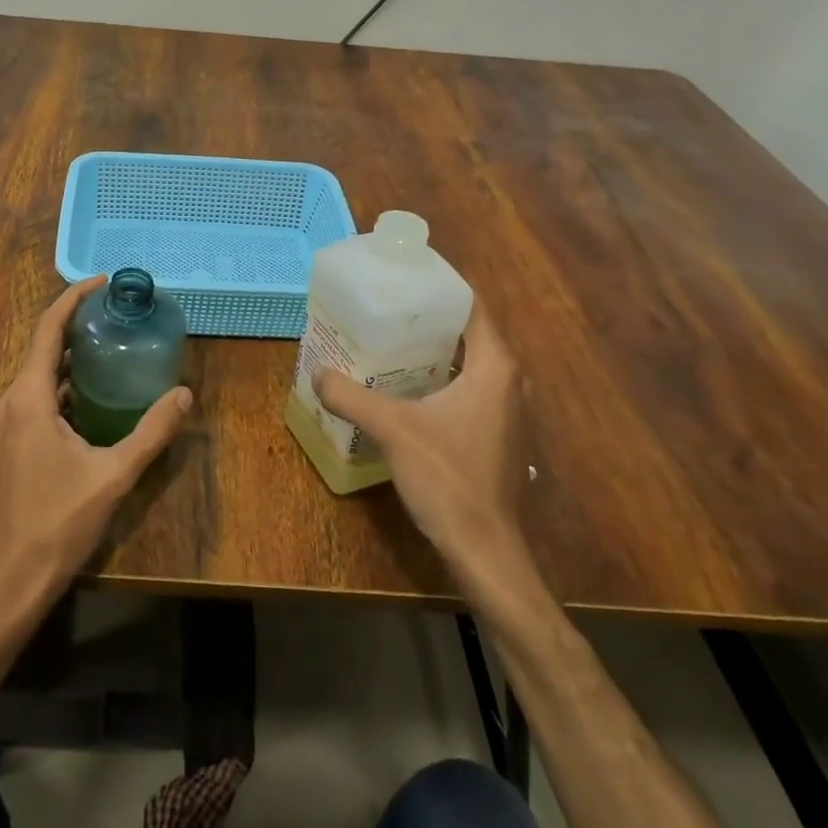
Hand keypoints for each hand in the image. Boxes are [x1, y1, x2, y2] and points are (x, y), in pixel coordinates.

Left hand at [0, 277, 191, 615]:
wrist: (12, 579)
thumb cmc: (58, 522)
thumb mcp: (113, 475)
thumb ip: (151, 432)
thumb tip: (185, 395)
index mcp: (29, 398)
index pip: (48, 329)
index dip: (73, 299)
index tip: (102, 282)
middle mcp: (11, 401)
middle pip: (43, 347)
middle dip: (77, 324)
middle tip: (118, 313)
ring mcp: (7, 424)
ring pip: (40, 374)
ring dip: (72, 356)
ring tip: (113, 344)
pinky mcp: (11, 443)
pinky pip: (38, 397)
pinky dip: (65, 384)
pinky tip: (96, 394)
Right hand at [313, 297, 527, 568]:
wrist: (485, 550)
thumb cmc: (448, 478)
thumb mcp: (392, 430)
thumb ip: (351, 396)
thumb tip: (318, 373)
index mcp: (494, 367)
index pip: (473, 307)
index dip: (441, 286)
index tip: (404, 276)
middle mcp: (509, 382)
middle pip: (469, 333)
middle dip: (429, 318)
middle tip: (386, 308)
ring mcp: (507, 411)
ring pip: (470, 363)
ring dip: (434, 351)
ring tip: (389, 340)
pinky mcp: (498, 435)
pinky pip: (469, 389)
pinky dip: (440, 378)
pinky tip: (405, 388)